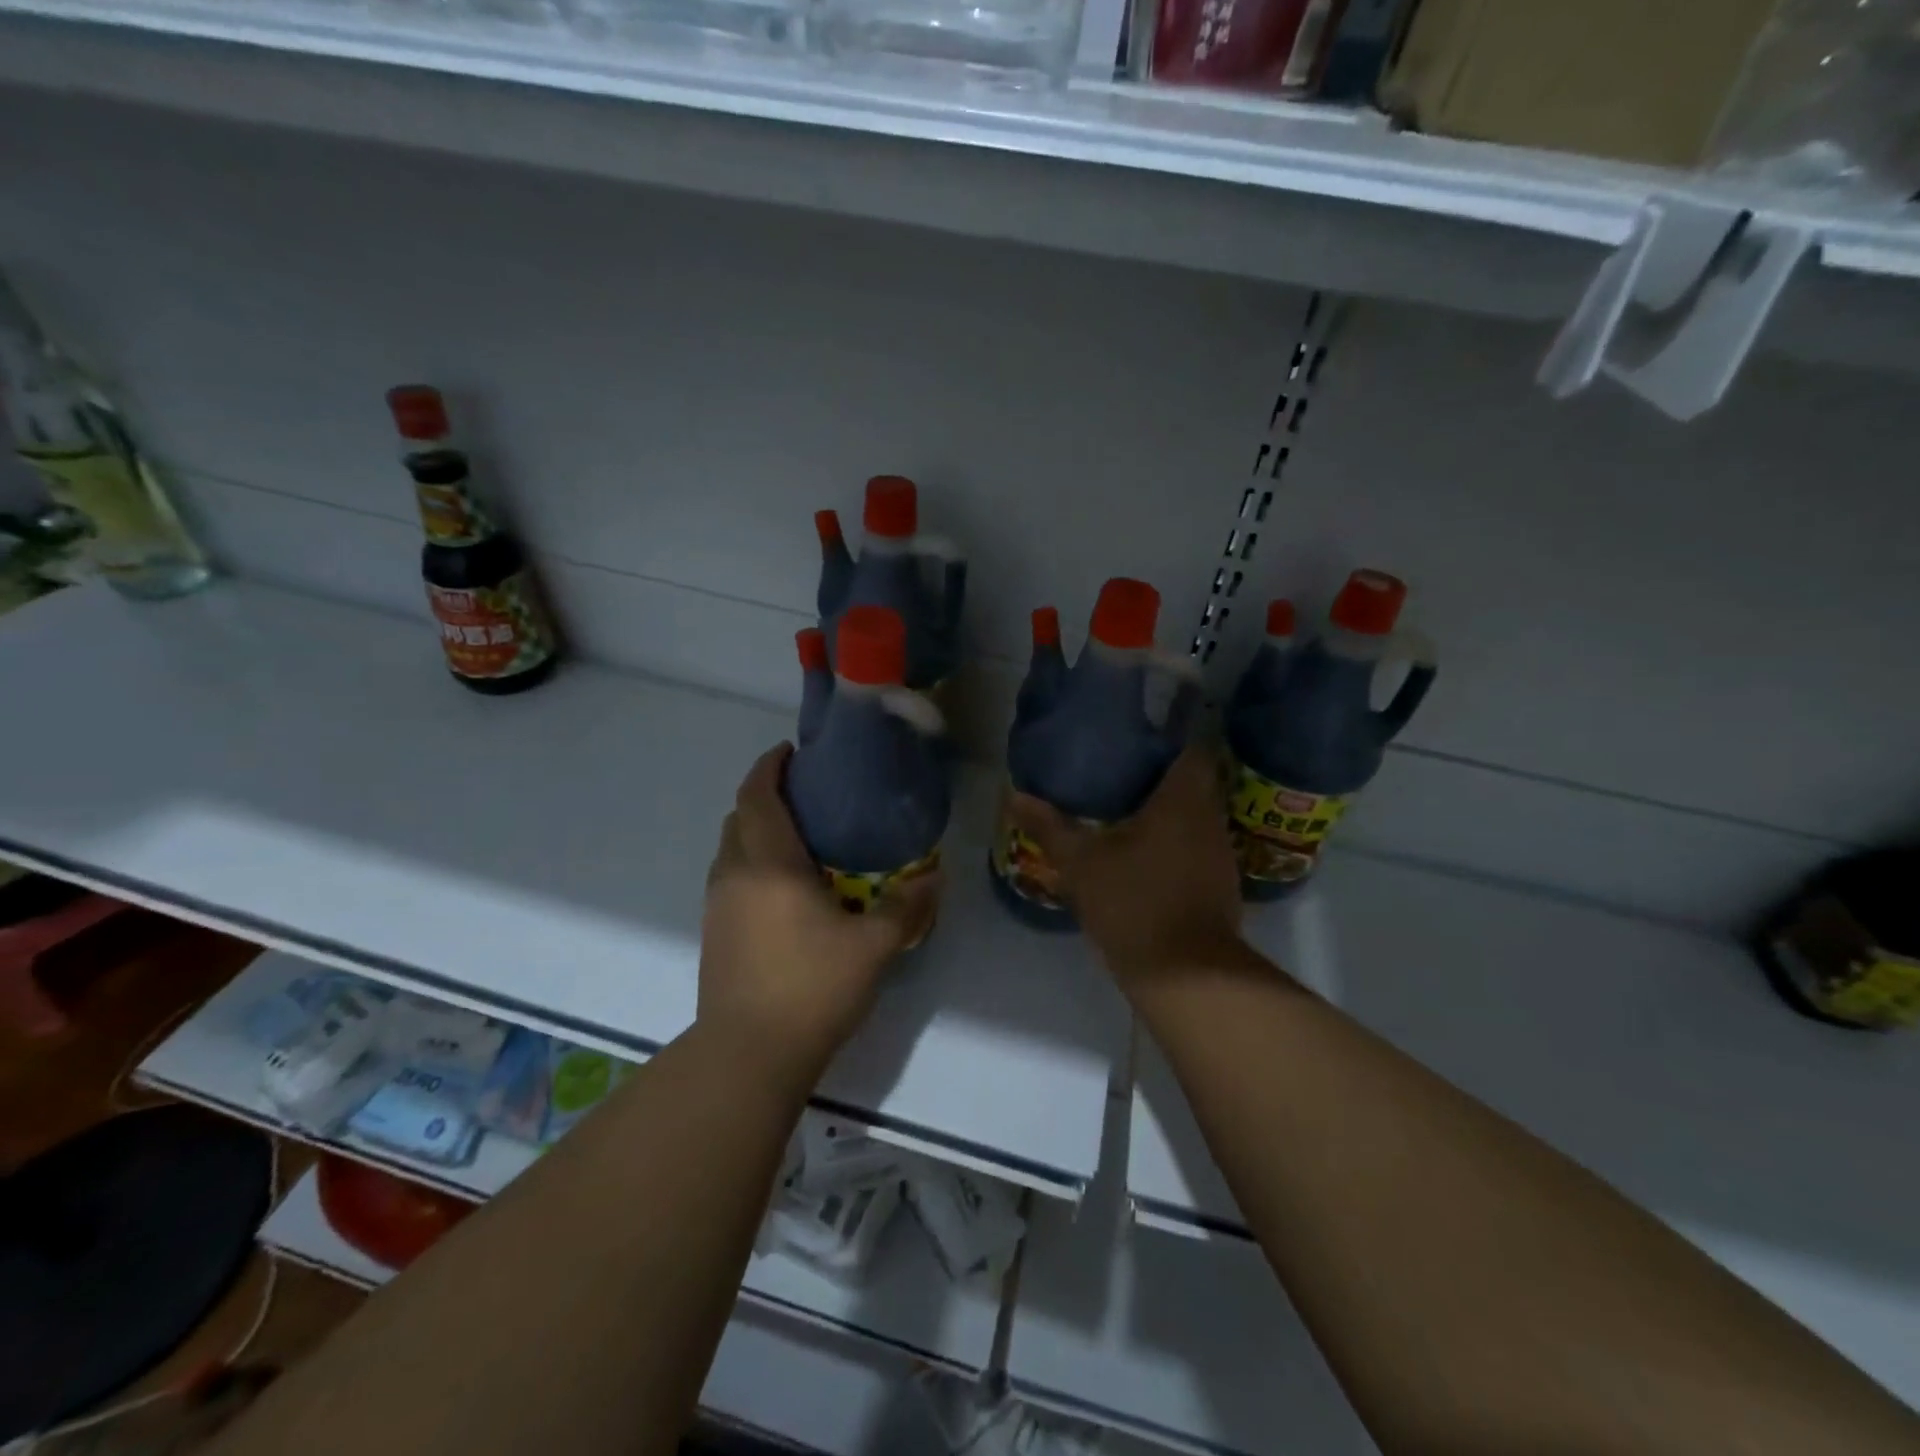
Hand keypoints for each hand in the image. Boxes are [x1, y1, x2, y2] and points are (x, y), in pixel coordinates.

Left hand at [699, 744, 940, 1084]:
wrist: (749, 1054)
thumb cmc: (812, 988)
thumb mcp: (874, 947)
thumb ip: (907, 907)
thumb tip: (935, 877)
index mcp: (769, 864)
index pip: (758, 796)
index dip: (771, 766)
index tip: (792, 752)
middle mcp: (734, 874)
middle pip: (739, 816)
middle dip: (765, 795)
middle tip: (806, 795)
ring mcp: (717, 905)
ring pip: (730, 848)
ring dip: (755, 830)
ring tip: (798, 837)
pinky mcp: (713, 933)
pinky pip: (729, 877)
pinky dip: (750, 862)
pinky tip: (784, 887)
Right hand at [1007, 746, 1242, 986]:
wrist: (1184, 975)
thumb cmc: (1133, 902)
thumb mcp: (1081, 863)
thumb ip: (1050, 827)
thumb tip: (1014, 796)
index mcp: (1183, 800)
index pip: (1192, 750)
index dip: (1168, 741)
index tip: (1136, 743)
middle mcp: (1210, 820)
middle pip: (1194, 784)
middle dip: (1161, 778)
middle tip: (1120, 776)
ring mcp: (1220, 856)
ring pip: (1196, 819)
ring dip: (1169, 814)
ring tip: (1128, 811)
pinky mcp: (1220, 888)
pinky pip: (1197, 849)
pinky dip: (1175, 845)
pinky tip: (1145, 856)